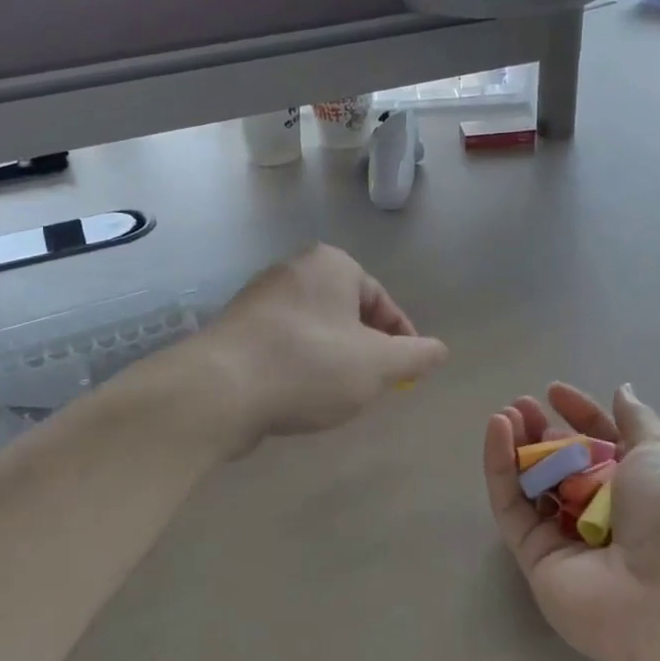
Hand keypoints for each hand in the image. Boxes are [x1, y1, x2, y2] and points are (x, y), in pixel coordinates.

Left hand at [208, 244, 447, 444]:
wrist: (219, 390)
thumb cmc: (310, 366)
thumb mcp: (379, 364)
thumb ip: (417, 355)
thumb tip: (440, 350)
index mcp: (331, 264)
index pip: (382, 301)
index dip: (402, 340)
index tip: (407, 374)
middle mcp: (293, 270)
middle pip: (348, 315)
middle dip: (366, 351)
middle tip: (374, 387)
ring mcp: (259, 299)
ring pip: (317, 332)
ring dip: (335, 361)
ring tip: (338, 396)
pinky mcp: (236, 330)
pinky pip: (285, 345)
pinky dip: (302, 367)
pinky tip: (301, 396)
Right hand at [483, 382, 659, 660]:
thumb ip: (637, 421)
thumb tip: (623, 391)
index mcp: (639, 485)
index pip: (601, 442)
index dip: (579, 415)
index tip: (554, 391)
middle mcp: (602, 511)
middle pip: (562, 463)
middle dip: (542, 431)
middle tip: (521, 406)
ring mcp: (566, 535)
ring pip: (532, 483)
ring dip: (517, 446)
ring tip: (505, 415)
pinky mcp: (534, 556)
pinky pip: (512, 507)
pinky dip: (500, 469)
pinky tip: (497, 432)